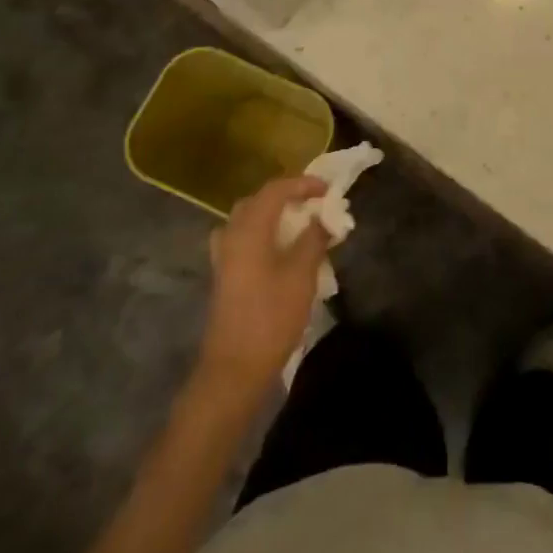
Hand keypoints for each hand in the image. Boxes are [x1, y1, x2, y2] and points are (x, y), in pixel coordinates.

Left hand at [198, 175, 330, 397]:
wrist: (235, 368)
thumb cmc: (271, 317)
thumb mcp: (302, 275)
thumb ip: (314, 239)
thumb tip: (323, 218)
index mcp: (249, 230)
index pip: (276, 190)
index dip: (304, 184)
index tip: (328, 190)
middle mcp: (231, 235)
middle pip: (258, 200)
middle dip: (287, 195)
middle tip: (314, 202)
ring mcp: (224, 256)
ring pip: (248, 219)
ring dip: (274, 213)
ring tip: (299, 222)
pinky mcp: (225, 275)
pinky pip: (244, 238)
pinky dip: (264, 232)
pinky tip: (280, 248)